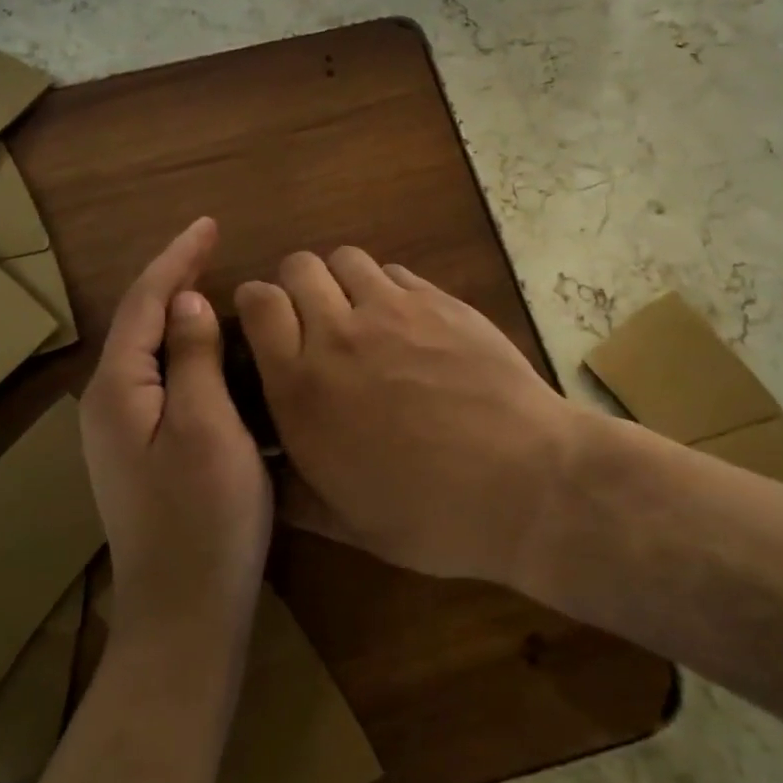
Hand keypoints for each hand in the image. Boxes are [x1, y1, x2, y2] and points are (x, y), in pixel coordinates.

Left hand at [81, 218, 272, 653]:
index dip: (178, 258)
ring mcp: (120, 431)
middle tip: (214, 246)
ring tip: (214, 283)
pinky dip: (186, 351)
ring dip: (179, 313)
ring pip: (150, 351)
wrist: (183, 614)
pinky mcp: (141, 451)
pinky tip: (213, 349)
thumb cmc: (204, 517)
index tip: (209, 223)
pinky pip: (162, 379)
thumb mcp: (208, 427)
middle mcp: (108, 402)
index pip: (146, 301)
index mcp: (118, 388)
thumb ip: (193, 357)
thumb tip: (188, 301)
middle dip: (175, 278)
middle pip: (141, 321)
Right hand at [236, 248, 586, 586]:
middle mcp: (339, 334)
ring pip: (346, 259)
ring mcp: (394, 309)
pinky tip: (407, 323)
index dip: (256, 305)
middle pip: (298, 266)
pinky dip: (388, 288)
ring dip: (341, 280)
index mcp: (303, 386)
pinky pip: (396, 272)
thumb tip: (263, 470)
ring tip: (359, 314)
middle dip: (295, 285)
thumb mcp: (346, 524)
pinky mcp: (440, 300)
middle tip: (313, 320)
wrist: (526, 482)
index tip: (266, 326)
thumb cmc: (431, 514)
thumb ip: (292, 490)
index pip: (258, 303)